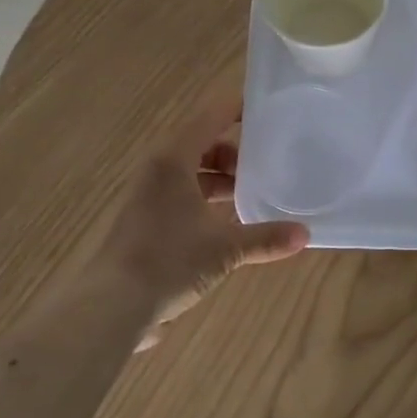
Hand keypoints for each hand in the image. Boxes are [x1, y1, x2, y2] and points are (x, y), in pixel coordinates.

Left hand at [100, 100, 308, 348]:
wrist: (111, 307)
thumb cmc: (170, 261)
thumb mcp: (226, 249)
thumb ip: (266, 238)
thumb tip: (305, 234)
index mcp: (174, 161)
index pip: (211, 118)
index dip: (239, 110)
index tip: (269, 111)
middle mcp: (158, 171)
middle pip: (201, 144)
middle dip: (236, 152)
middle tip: (269, 163)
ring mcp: (148, 196)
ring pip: (191, 173)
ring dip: (221, 179)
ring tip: (253, 193)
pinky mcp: (145, 221)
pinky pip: (183, 195)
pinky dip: (207, 199)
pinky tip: (229, 222)